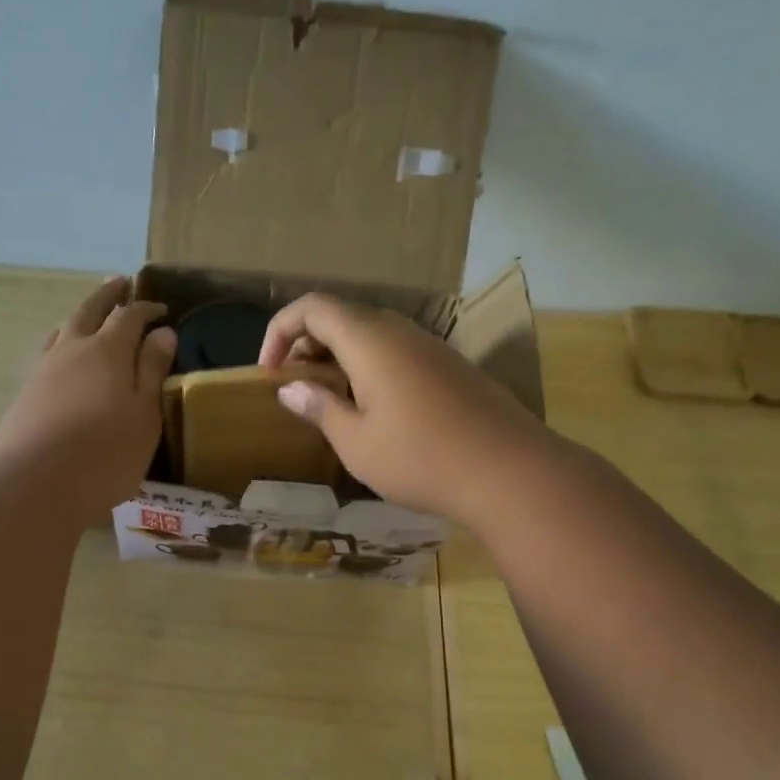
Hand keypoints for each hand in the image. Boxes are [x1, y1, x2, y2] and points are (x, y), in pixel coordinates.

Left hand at [0, 277, 176, 516]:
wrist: (39, 483)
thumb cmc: (107, 452)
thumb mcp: (144, 414)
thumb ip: (152, 371)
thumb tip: (164, 332)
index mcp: (107, 351)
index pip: (129, 316)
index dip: (146, 308)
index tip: (161, 309)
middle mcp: (71, 349)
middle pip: (89, 310)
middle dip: (107, 295)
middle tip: (119, 281)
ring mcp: (42, 369)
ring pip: (62, 329)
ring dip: (79, 316)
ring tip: (87, 314)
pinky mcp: (24, 393)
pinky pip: (45, 354)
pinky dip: (59, 344)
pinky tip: (59, 357)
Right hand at [258, 293, 546, 517]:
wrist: (511, 472)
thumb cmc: (420, 458)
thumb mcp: (356, 441)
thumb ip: (320, 408)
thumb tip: (290, 389)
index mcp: (369, 340)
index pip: (312, 308)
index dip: (280, 330)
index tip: (269, 372)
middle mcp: (400, 331)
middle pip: (342, 316)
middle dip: (307, 344)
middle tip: (294, 386)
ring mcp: (431, 347)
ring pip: (372, 334)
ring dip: (339, 356)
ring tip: (328, 398)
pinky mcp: (452, 367)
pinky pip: (398, 351)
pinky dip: (369, 366)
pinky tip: (373, 408)